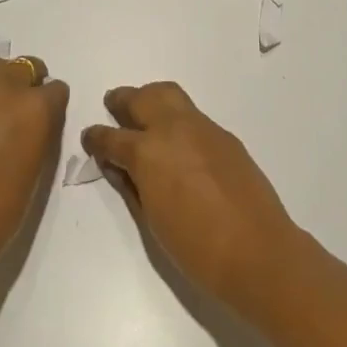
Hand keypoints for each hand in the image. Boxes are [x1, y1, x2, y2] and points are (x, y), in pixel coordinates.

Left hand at [0, 56, 68, 278]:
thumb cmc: (1, 210)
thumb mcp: (37, 168)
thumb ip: (40, 133)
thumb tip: (36, 123)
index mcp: (35, 107)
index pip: (56, 89)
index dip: (53, 106)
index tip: (47, 124)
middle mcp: (5, 90)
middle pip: (24, 66)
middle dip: (28, 84)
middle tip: (22, 116)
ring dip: (1, 88)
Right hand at [83, 82, 301, 313]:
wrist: (257, 252)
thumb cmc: (196, 249)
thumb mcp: (152, 221)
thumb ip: (132, 187)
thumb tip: (119, 167)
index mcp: (148, 152)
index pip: (112, 137)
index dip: (96, 138)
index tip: (89, 138)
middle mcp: (172, 128)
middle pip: (141, 99)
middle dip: (122, 100)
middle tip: (113, 106)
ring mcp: (202, 127)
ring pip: (169, 95)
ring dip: (150, 98)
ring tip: (143, 112)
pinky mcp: (224, 135)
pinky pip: (192, 115)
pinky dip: (177, 118)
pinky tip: (178, 141)